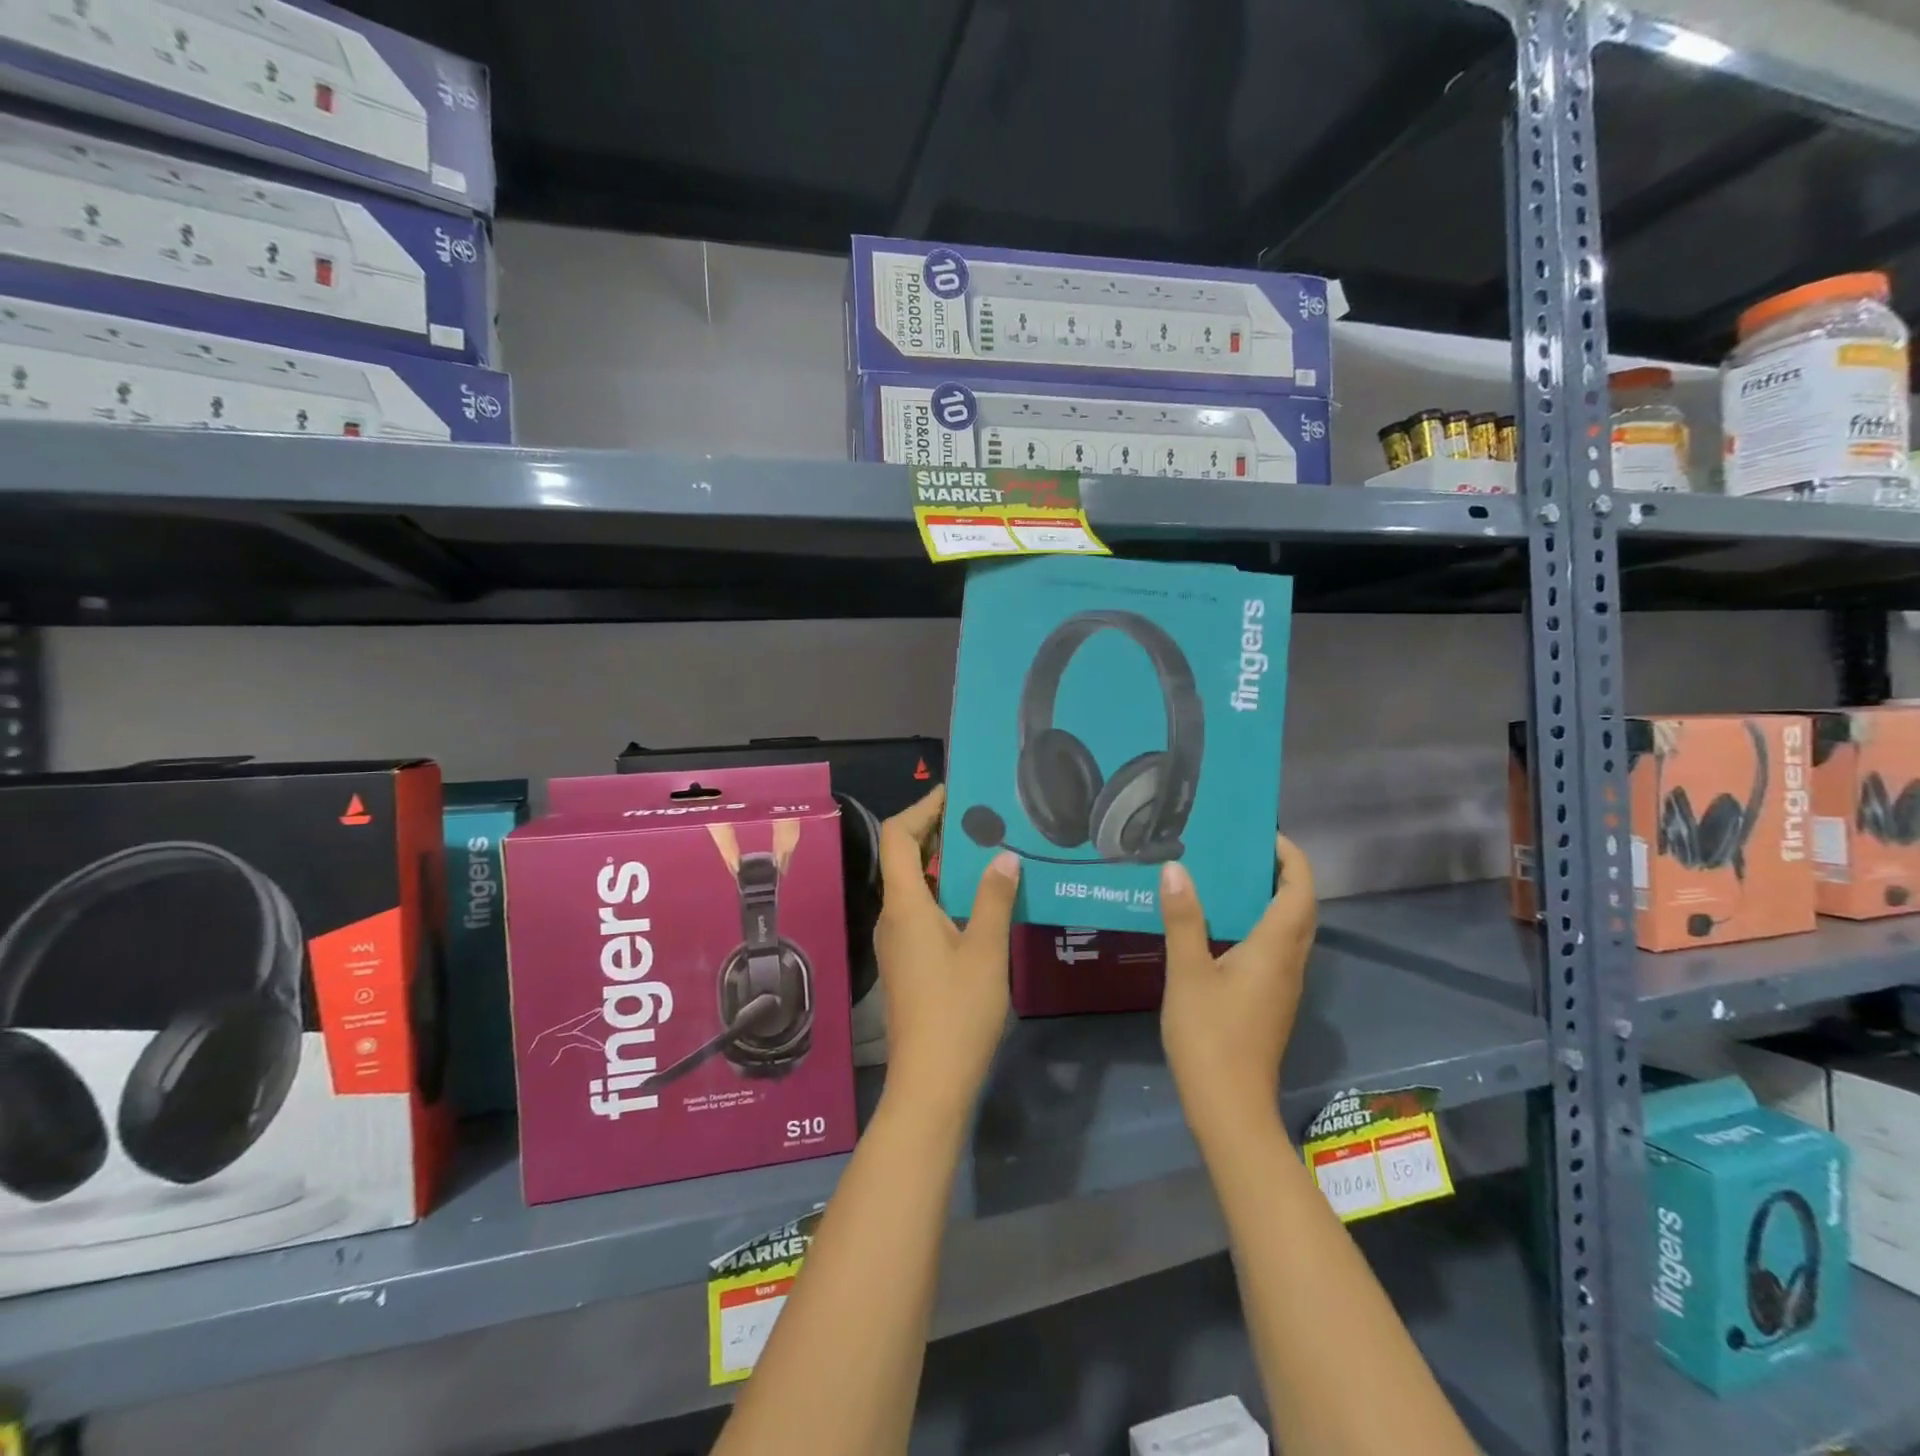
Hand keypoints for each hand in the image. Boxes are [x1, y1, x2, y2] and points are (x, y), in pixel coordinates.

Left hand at [873, 786, 1018, 1119]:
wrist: (931, 1081)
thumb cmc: (958, 1012)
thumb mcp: (986, 950)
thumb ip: (994, 898)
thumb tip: (1004, 855)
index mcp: (904, 905)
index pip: (898, 837)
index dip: (922, 808)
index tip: (955, 794)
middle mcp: (893, 915)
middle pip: (903, 856)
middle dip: (937, 830)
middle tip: (981, 817)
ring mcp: (897, 940)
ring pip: (914, 884)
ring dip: (944, 862)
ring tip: (987, 848)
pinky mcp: (908, 960)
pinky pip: (922, 908)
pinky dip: (946, 891)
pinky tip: (982, 896)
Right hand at [1158, 835, 1316, 1143]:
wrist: (1229, 1106)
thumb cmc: (1210, 1036)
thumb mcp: (1188, 973)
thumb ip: (1183, 919)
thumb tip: (1176, 868)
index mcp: (1276, 949)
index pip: (1300, 891)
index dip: (1292, 858)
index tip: (1265, 833)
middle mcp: (1289, 963)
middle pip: (1300, 908)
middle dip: (1282, 873)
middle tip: (1243, 849)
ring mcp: (1283, 985)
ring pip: (1289, 930)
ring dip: (1271, 899)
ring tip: (1229, 877)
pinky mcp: (1270, 1002)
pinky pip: (1274, 949)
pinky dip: (1258, 924)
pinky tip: (1220, 927)